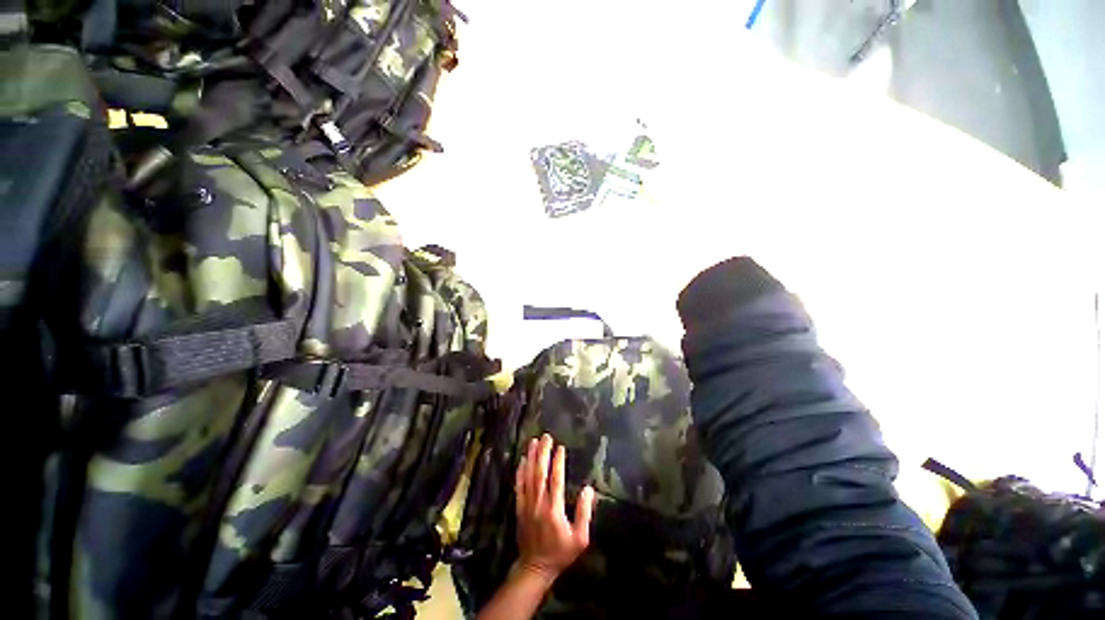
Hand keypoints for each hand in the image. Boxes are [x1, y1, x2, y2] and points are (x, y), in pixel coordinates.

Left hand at [514, 434, 594, 583]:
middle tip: (545, 436)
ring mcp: (527, 504)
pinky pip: (518, 486)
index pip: (555, 479)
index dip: (557, 462)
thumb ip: (584, 513)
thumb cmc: (561, 553)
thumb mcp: (580, 539)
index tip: (560, 447)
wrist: (535, 568)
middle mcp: (538, 503)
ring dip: (531, 457)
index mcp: (554, 509)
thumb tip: (588, 489)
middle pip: (540, 472)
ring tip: (533, 441)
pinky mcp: (519, 508)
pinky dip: (520, 472)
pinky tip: (521, 460)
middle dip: (542, 452)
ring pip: (528, 476)